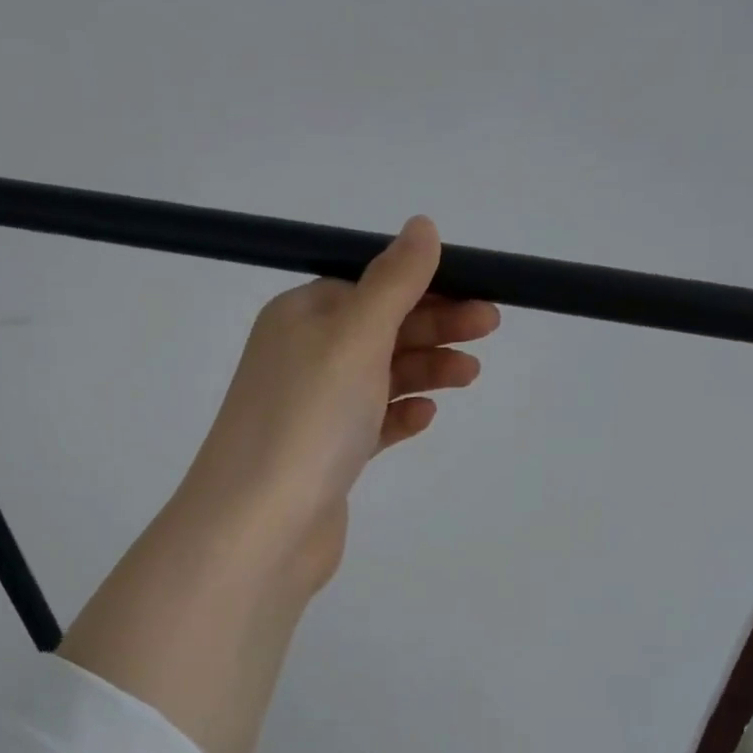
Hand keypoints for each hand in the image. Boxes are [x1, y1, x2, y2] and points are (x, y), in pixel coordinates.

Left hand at [177, 216, 499, 590]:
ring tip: (469, 375)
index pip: (370, 286)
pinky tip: (425, 416)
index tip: (476, 293)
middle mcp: (303, 358)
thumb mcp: (355, 336)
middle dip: (434, 326)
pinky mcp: (327, 457)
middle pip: (379, 330)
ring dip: (425, 370)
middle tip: (489, 328)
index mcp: (301, 316)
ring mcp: (314, 410)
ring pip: (380, 378)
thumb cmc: (309, 418)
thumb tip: (422, 226)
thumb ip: (394, 282)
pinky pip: (371, 424)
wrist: (262, 525)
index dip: (424, 286)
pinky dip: (400, 415)